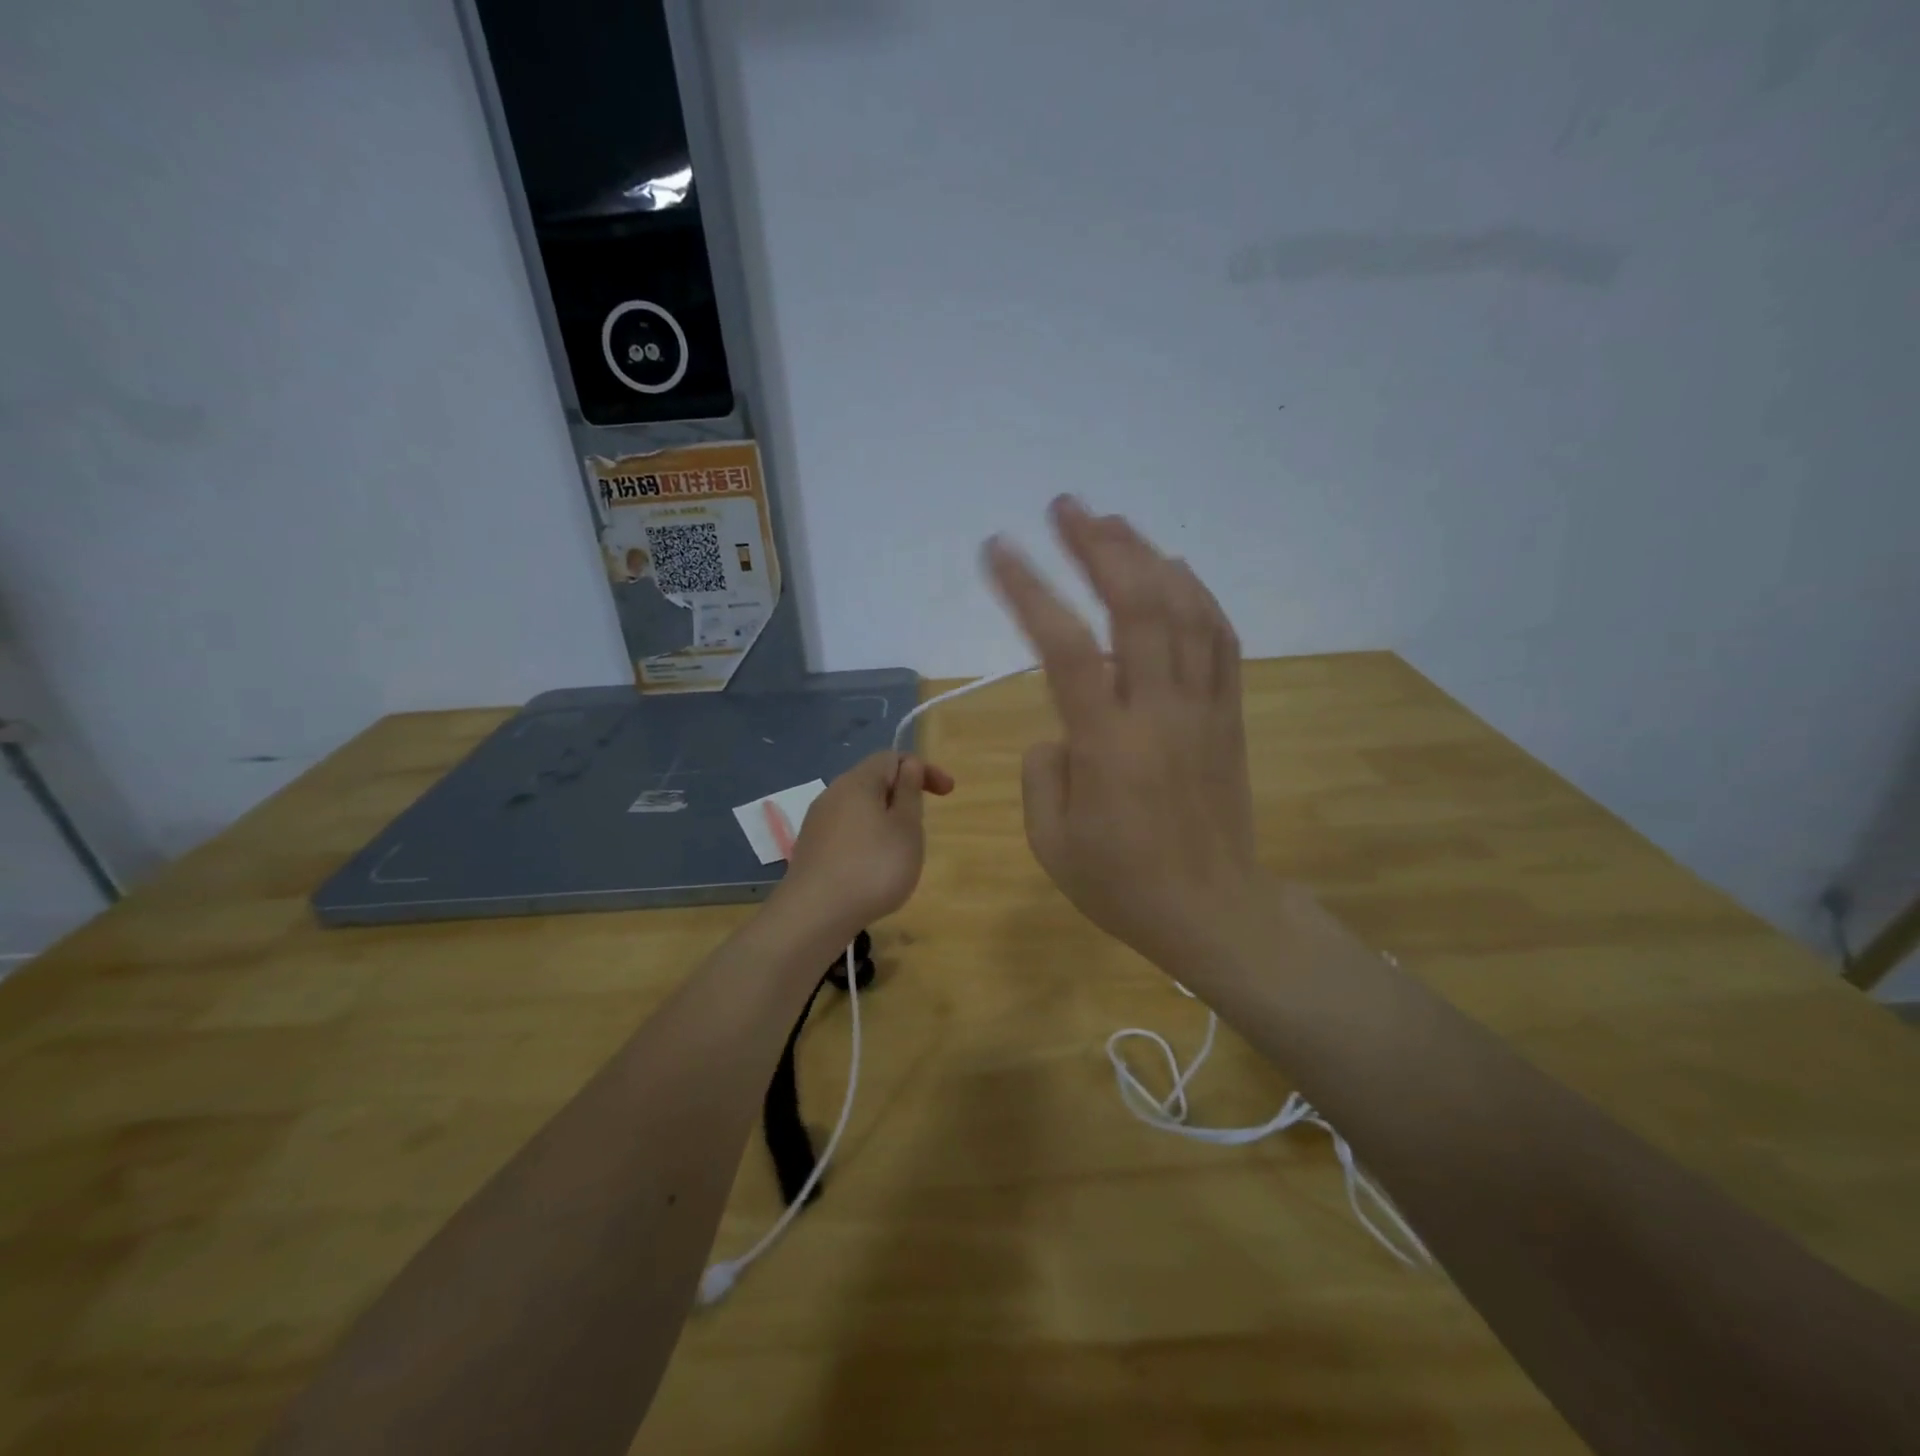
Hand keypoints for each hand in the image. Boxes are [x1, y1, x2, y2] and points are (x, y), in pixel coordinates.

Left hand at [772, 751, 954, 941]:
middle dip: (903, 797)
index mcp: (857, 782)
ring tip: (901, 853)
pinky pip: (847, 833)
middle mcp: (832, 795)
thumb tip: (908, 766)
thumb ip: (909, 792)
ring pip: (860, 810)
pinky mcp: (812, 850)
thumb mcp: (906, 828)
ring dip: (886, 822)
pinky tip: (873, 871)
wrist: (814, 915)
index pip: (891, 757)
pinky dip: (868, 841)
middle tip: (922, 826)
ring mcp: (818, 823)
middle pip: (873, 782)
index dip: (923, 769)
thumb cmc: (872, 867)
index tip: (948, 793)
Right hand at [985, 496, 1261, 973]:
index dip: (1030, 589)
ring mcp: (1201, 708)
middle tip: (1066, 507)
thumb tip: (1064, 729)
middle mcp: (1158, 711)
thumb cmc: (1121, 884)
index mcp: (1106, 745)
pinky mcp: (1228, 715)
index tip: (999, 549)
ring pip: (1184, 612)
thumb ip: (1043, 771)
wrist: (1213, 910)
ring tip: (1113, 523)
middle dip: (1099, 547)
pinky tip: (1174, 569)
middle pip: (1137, 606)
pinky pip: (1220, 640)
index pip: (1065, 646)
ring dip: (1147, 557)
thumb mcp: (1051, 841)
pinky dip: (1197, 594)